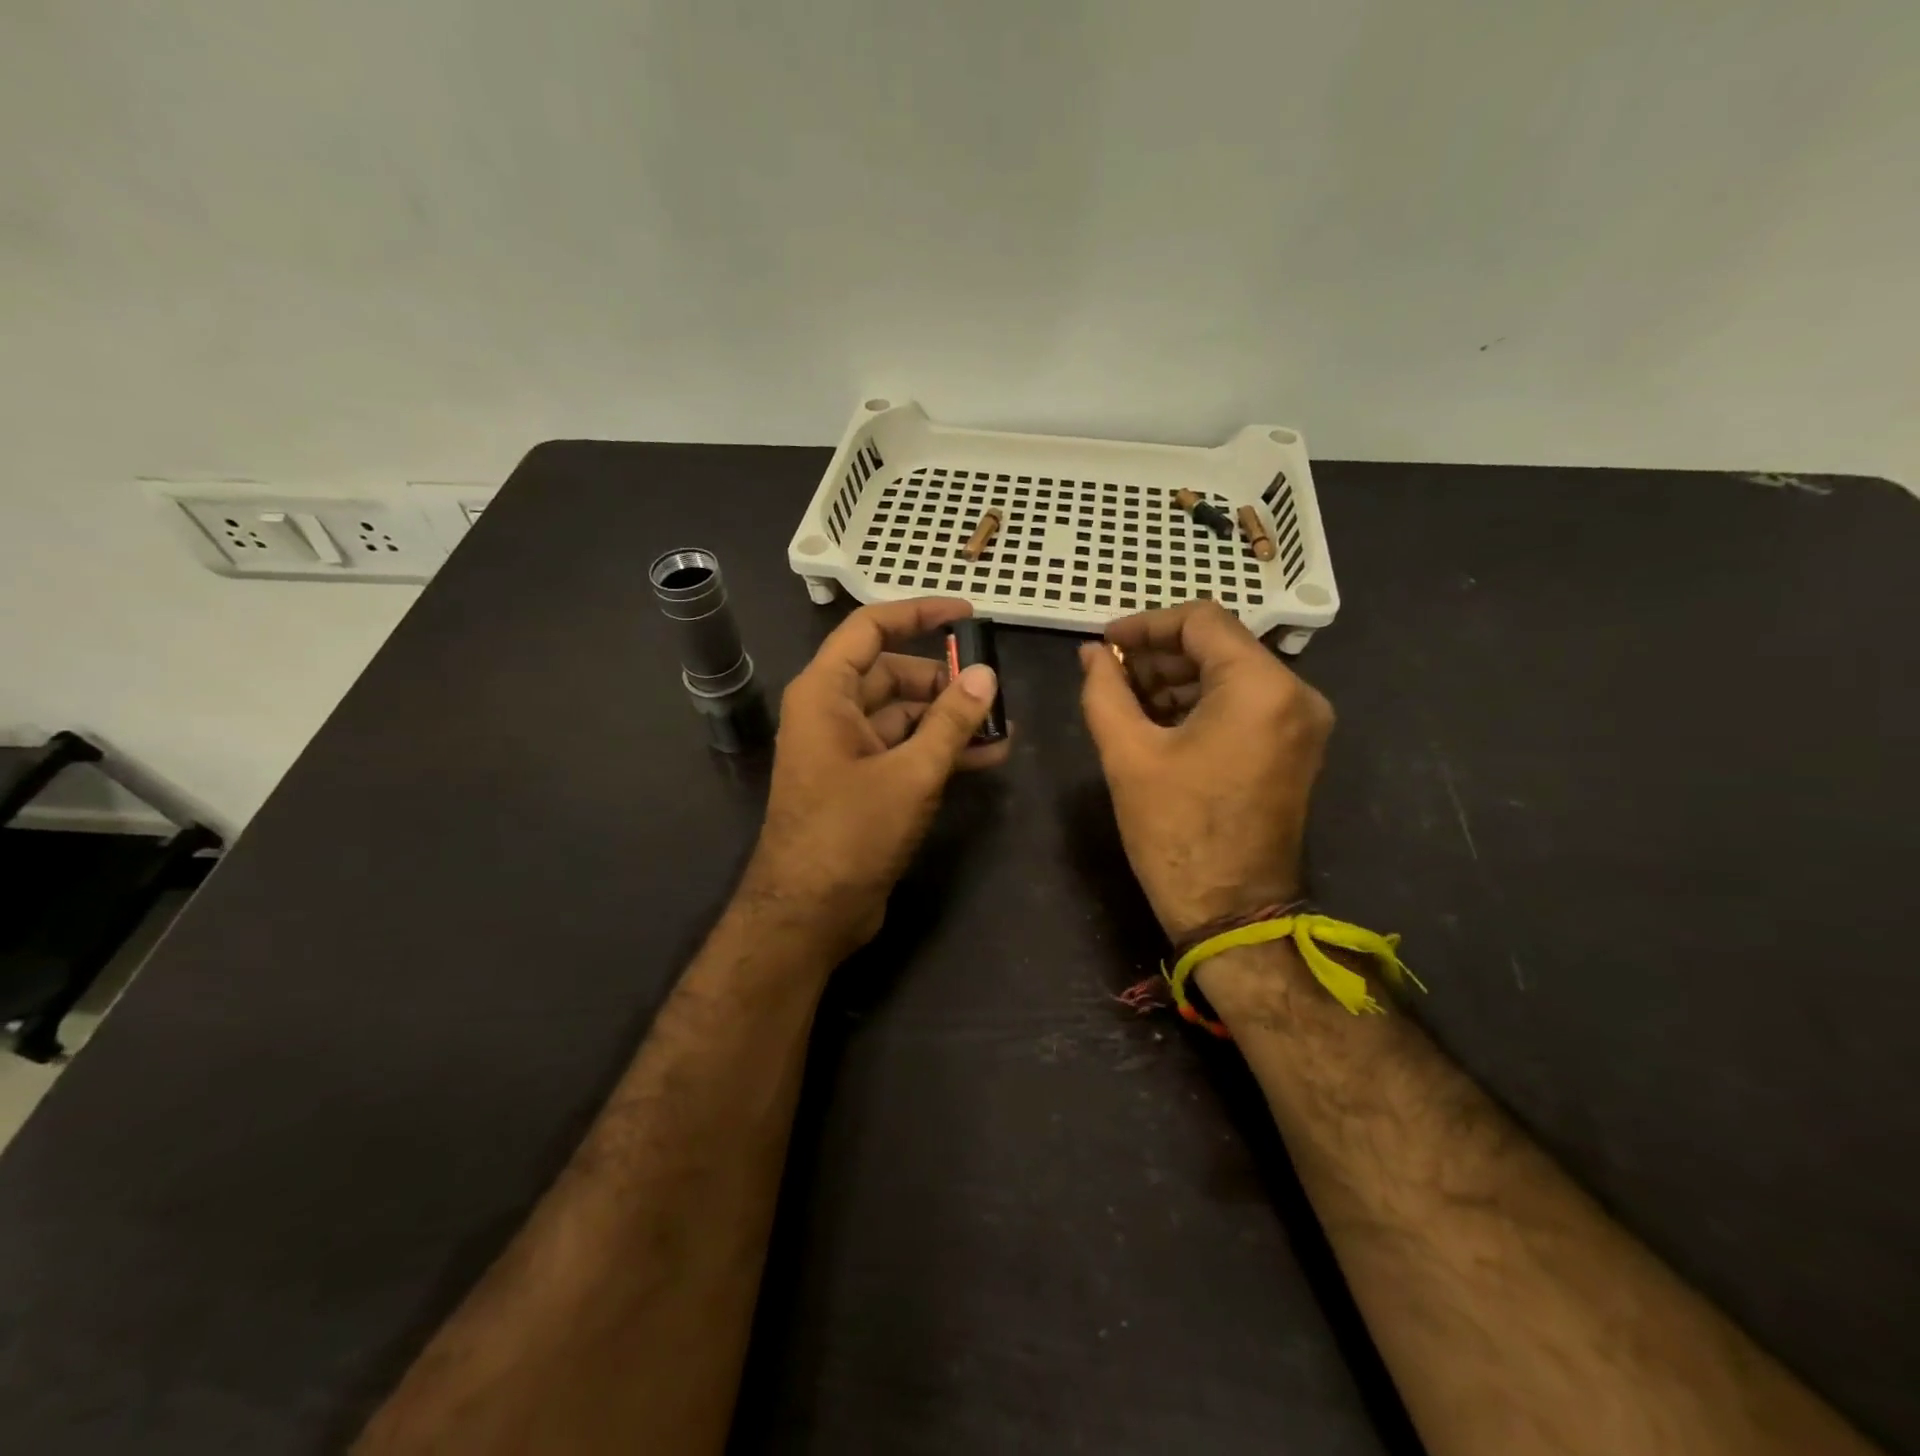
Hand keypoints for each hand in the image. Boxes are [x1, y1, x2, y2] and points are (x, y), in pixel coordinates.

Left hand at [741, 597, 1009, 955]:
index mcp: (826, 693)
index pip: (870, 628)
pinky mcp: (861, 782)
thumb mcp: (911, 773)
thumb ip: (951, 722)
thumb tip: (986, 675)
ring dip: (948, 719)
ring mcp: (845, 749)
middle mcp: (831, 712)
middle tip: (994, 689)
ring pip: (903, 715)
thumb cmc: (851, 833)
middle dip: (944, 679)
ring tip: (1001, 726)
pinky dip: (939, 749)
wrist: (809, 913)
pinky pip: (903, 749)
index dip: (918, 613)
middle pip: (892, 673)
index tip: (967, 614)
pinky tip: (986, 756)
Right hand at [1078, 602, 1333, 940]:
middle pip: (1219, 646)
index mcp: (1261, 687)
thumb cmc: (1176, 831)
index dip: (1146, 624)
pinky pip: (1244, 704)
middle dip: (1159, 655)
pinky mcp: (1295, 747)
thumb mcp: (1128, 754)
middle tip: (1109, 674)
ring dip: (1177, 679)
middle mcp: (1295, 694)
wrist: (1231, 911)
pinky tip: (1157, 720)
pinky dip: (1201, 703)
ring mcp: (1302, 722)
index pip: (1202, 621)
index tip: (1105, 643)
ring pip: (1231, 674)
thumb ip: (1104, 690)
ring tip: (1125, 698)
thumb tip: (1091, 653)